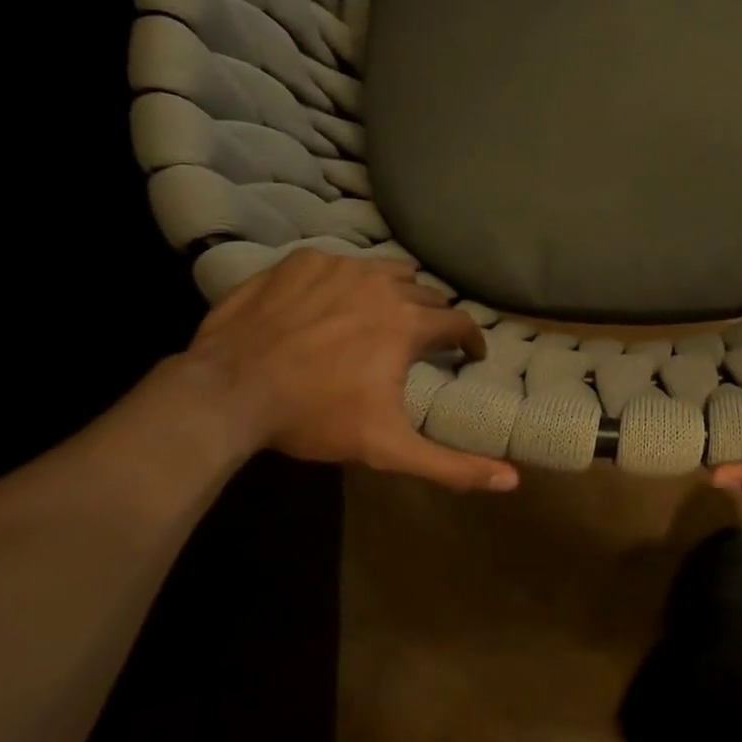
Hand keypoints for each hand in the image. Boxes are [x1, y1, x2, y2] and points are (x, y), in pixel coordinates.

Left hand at [187, 250, 517, 492]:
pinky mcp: (302, 260)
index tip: (467, 355)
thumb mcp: (388, 448)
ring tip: (382, 315)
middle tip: (419, 342)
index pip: (459, 322)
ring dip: (395, 291)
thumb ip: (452, 465)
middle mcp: (383, 284)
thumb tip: (512, 481)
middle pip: (425, 293)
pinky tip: (329, 305)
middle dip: (430, 317)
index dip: (470, 340)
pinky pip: (341, 263)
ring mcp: (340, 266)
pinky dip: (346, 282)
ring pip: (387, 270)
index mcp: (409, 323)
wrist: (228, 391)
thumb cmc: (314, 417)